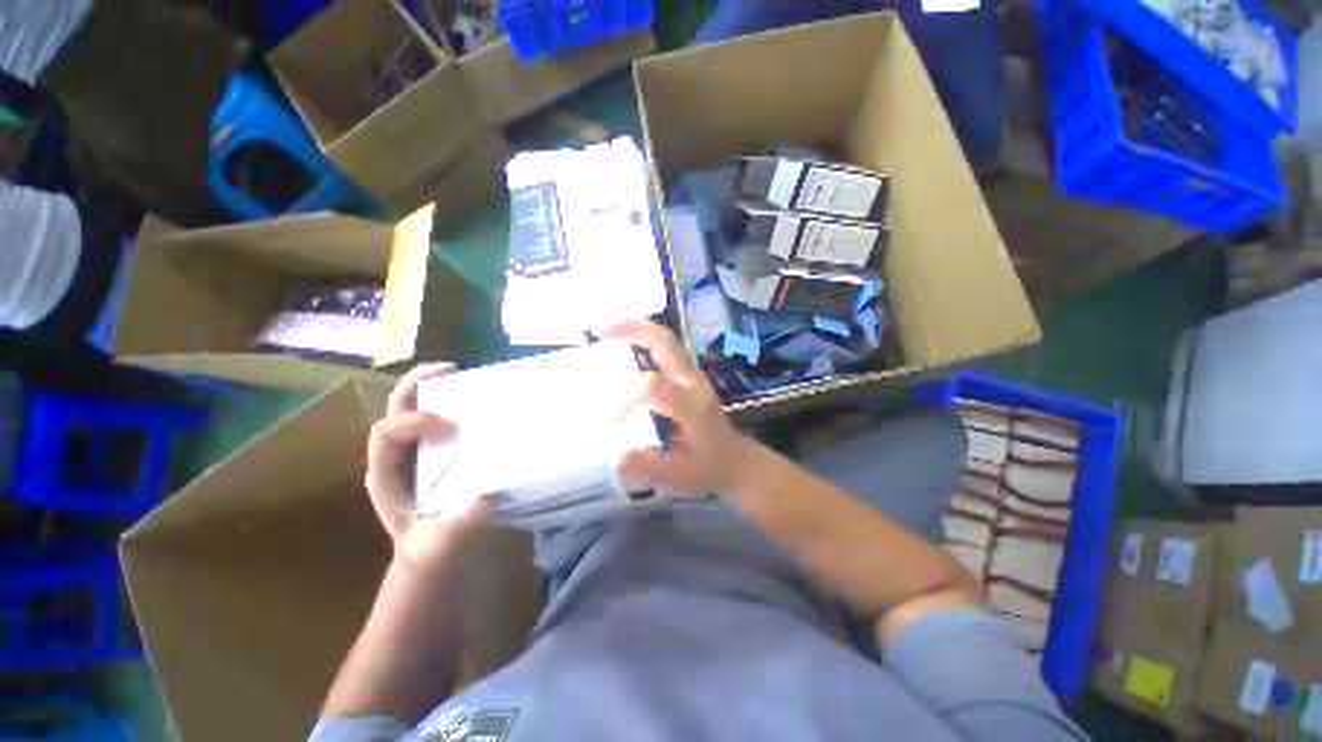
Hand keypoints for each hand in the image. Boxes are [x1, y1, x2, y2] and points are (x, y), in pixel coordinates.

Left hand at [365, 363, 491, 573]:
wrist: (425, 550)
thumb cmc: (427, 546)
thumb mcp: (439, 543)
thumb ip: (455, 526)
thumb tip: (482, 501)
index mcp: (384, 474)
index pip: (386, 433)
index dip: (417, 422)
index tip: (454, 427)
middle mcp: (392, 455)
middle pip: (392, 409)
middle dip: (415, 385)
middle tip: (449, 370)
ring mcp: (408, 450)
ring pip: (407, 406)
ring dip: (429, 386)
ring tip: (457, 373)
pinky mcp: (426, 449)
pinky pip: (428, 416)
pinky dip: (444, 400)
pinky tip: (468, 399)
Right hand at [605, 319, 754, 494]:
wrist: (735, 460)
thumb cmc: (707, 468)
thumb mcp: (679, 475)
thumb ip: (649, 465)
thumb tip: (614, 455)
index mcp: (692, 406)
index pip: (655, 386)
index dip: (628, 396)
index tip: (613, 417)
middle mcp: (692, 382)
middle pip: (665, 342)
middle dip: (632, 329)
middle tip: (599, 330)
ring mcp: (692, 374)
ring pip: (666, 339)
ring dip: (636, 329)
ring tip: (604, 331)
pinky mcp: (689, 374)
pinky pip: (665, 348)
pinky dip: (642, 340)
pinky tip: (621, 345)